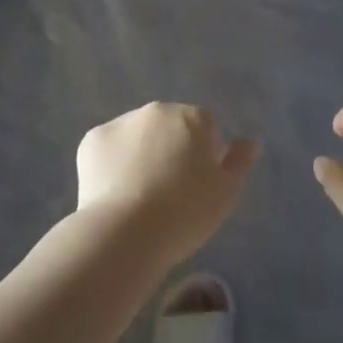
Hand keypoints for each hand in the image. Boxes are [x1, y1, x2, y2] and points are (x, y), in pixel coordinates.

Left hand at [76, 103, 257, 267]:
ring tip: (138, 197)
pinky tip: (113, 194)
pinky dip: (111, 165)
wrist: (126, 232)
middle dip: (170, 149)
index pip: (205, 128)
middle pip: (169, 127)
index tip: (197, 187)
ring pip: (136, 136)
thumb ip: (240, 161)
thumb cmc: (185, 213)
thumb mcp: (226, 193)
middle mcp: (157, 110)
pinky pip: (108, 149)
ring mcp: (121, 122)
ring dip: (140, 154)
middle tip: (168, 192)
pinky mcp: (92, 140)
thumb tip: (250, 140)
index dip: (203, 156)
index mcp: (192, 116)